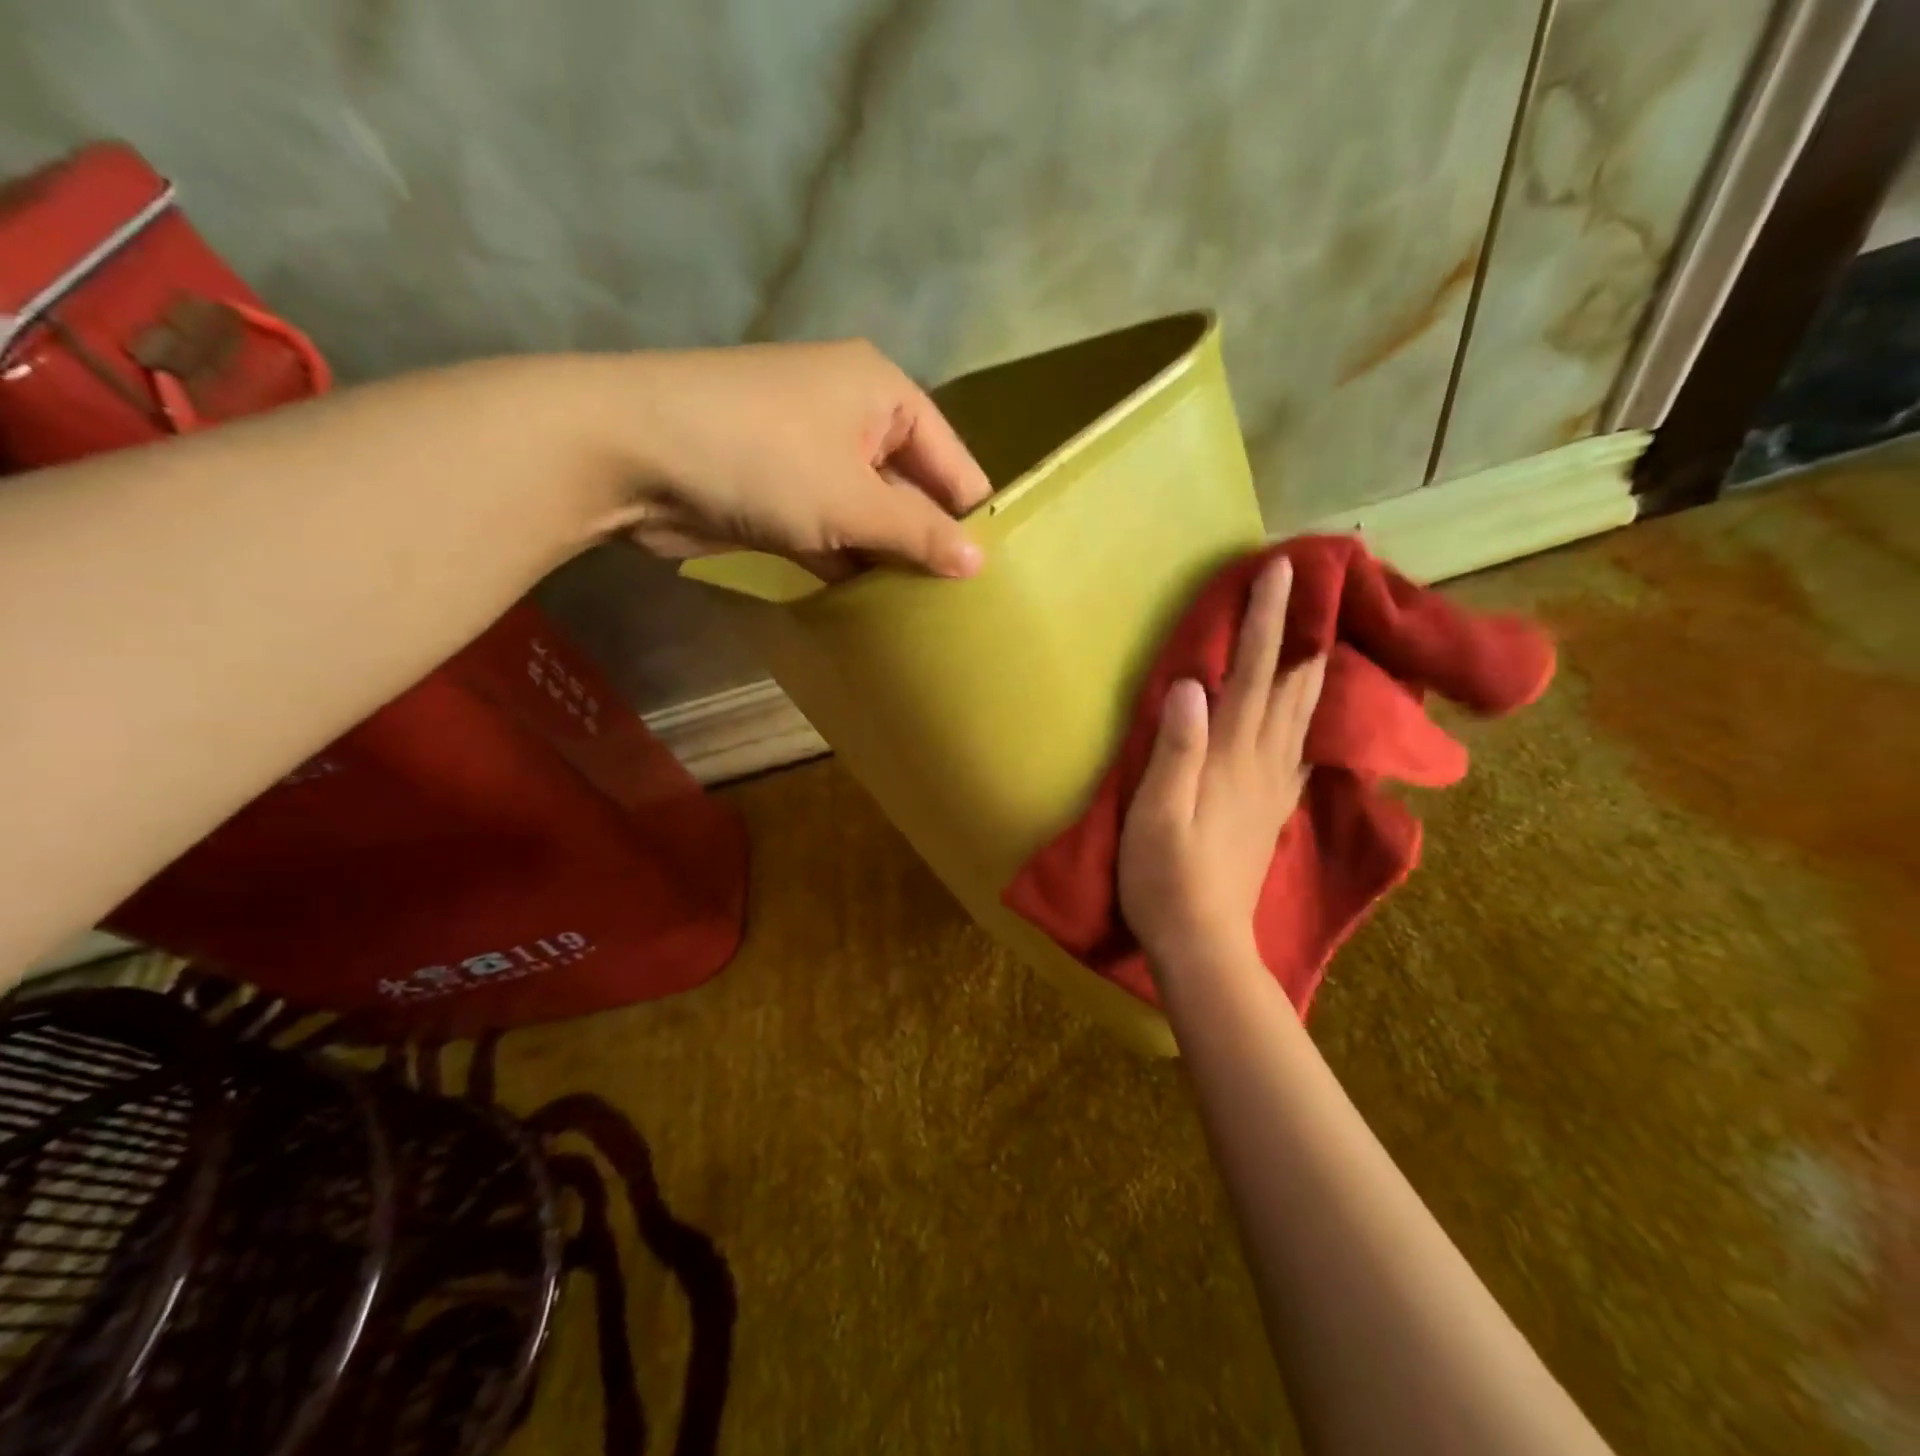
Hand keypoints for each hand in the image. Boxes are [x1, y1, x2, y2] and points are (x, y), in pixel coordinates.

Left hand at [614, 339, 991, 578]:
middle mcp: (852, 418)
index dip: (973, 516)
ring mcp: (811, 457)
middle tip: (965, 607)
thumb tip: (979, 564)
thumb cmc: (761, 459)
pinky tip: (876, 611)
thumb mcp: (853, 499)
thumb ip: (918, 533)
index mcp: (883, 394)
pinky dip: (849, 567)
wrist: (630, 453)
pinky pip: (832, 533)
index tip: (998, 576)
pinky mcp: (779, 495)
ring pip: (869, 517)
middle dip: (930, 543)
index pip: (951, 460)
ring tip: (930, 618)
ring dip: (888, 561)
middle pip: (911, 489)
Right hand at [1118, 556, 1327, 971]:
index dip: (1267, 621)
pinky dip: (1312, 721)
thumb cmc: (1164, 876)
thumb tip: (1192, 683)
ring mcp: (1273, 788)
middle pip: (1290, 686)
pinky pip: (1300, 753)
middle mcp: (1262, 763)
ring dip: (1313, 668)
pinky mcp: (1271, 810)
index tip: (1280, 572)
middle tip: (1314, 587)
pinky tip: (1315, 716)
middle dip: (1301, 631)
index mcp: (1231, 757)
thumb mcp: (1155, 813)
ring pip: (1303, 716)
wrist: (1202, 942)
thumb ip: (1175, 749)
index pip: (1254, 674)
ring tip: (1323, 635)